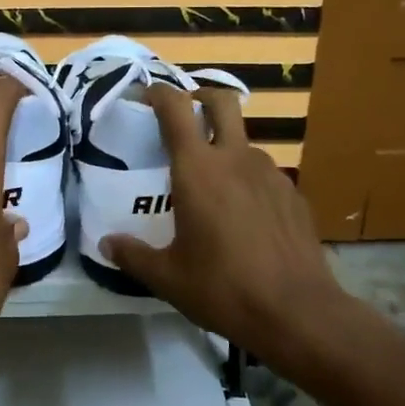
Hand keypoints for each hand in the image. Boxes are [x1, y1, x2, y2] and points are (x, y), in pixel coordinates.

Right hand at [101, 85, 354, 366]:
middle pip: (222, 101)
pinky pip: (264, 173)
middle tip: (185, 115)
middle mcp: (236, 159)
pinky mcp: (293, 194)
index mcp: (198, 170)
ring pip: (244, 141)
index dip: (158, 93)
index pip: (175, 109)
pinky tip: (243, 214)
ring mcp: (270, 174)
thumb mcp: (168, 277)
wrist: (297, 311)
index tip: (145, 95)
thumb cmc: (223, 289)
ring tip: (212, 183)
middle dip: (200, 97)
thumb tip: (106, 244)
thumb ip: (133, 255)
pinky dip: (247, 179)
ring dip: (225, 146)